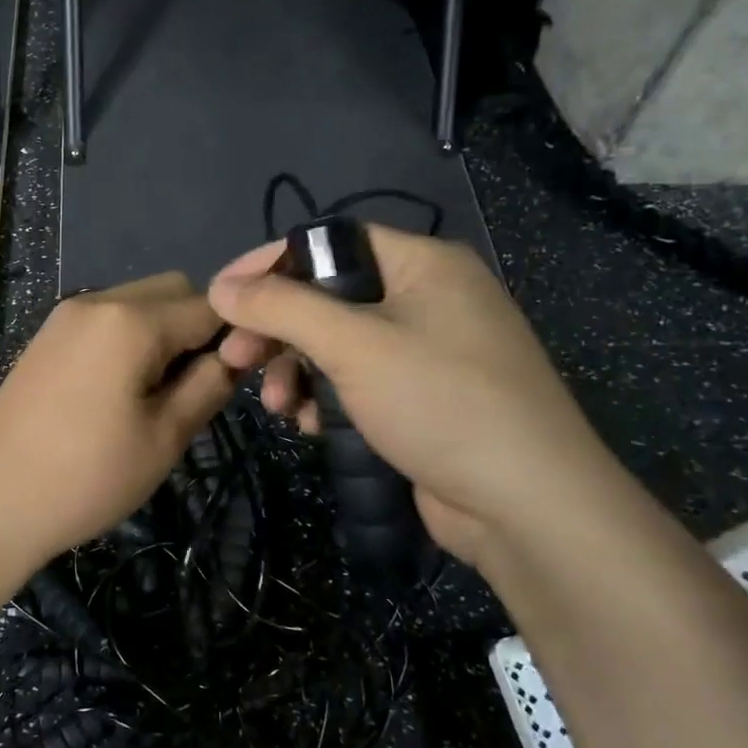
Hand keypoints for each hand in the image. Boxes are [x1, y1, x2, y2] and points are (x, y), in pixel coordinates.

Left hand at [0, 273, 236, 585]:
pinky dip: (128, 339)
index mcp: (132, 319)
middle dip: (196, 328)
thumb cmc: (87, 476)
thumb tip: (234, 355)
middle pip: (173, 290)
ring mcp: (65, 315)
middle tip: (190, 387)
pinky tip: (116, 391)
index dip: (235, 336)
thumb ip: (210, 384)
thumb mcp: (165, 437)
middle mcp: (98, 300)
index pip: (211, 305)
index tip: (236, 379)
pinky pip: (106, 319)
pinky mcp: (46, 336)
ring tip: (152, 394)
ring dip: (162, 333)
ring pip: (138, 302)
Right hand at [208, 226, 633, 566]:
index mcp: (423, 264)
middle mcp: (427, 298)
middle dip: (278, 331)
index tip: (222, 295)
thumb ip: (281, 308)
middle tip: (234, 359)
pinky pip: (358, 381)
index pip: (331, 242)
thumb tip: (220, 287)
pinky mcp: (421, 398)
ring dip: (297, 371)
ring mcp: (427, 351)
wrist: (526, 505)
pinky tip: (311, 425)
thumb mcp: (353, 344)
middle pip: (328, 297)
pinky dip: (327, 397)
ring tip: (279, 407)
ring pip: (337, 345)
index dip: (271, 263)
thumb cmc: (440, 401)